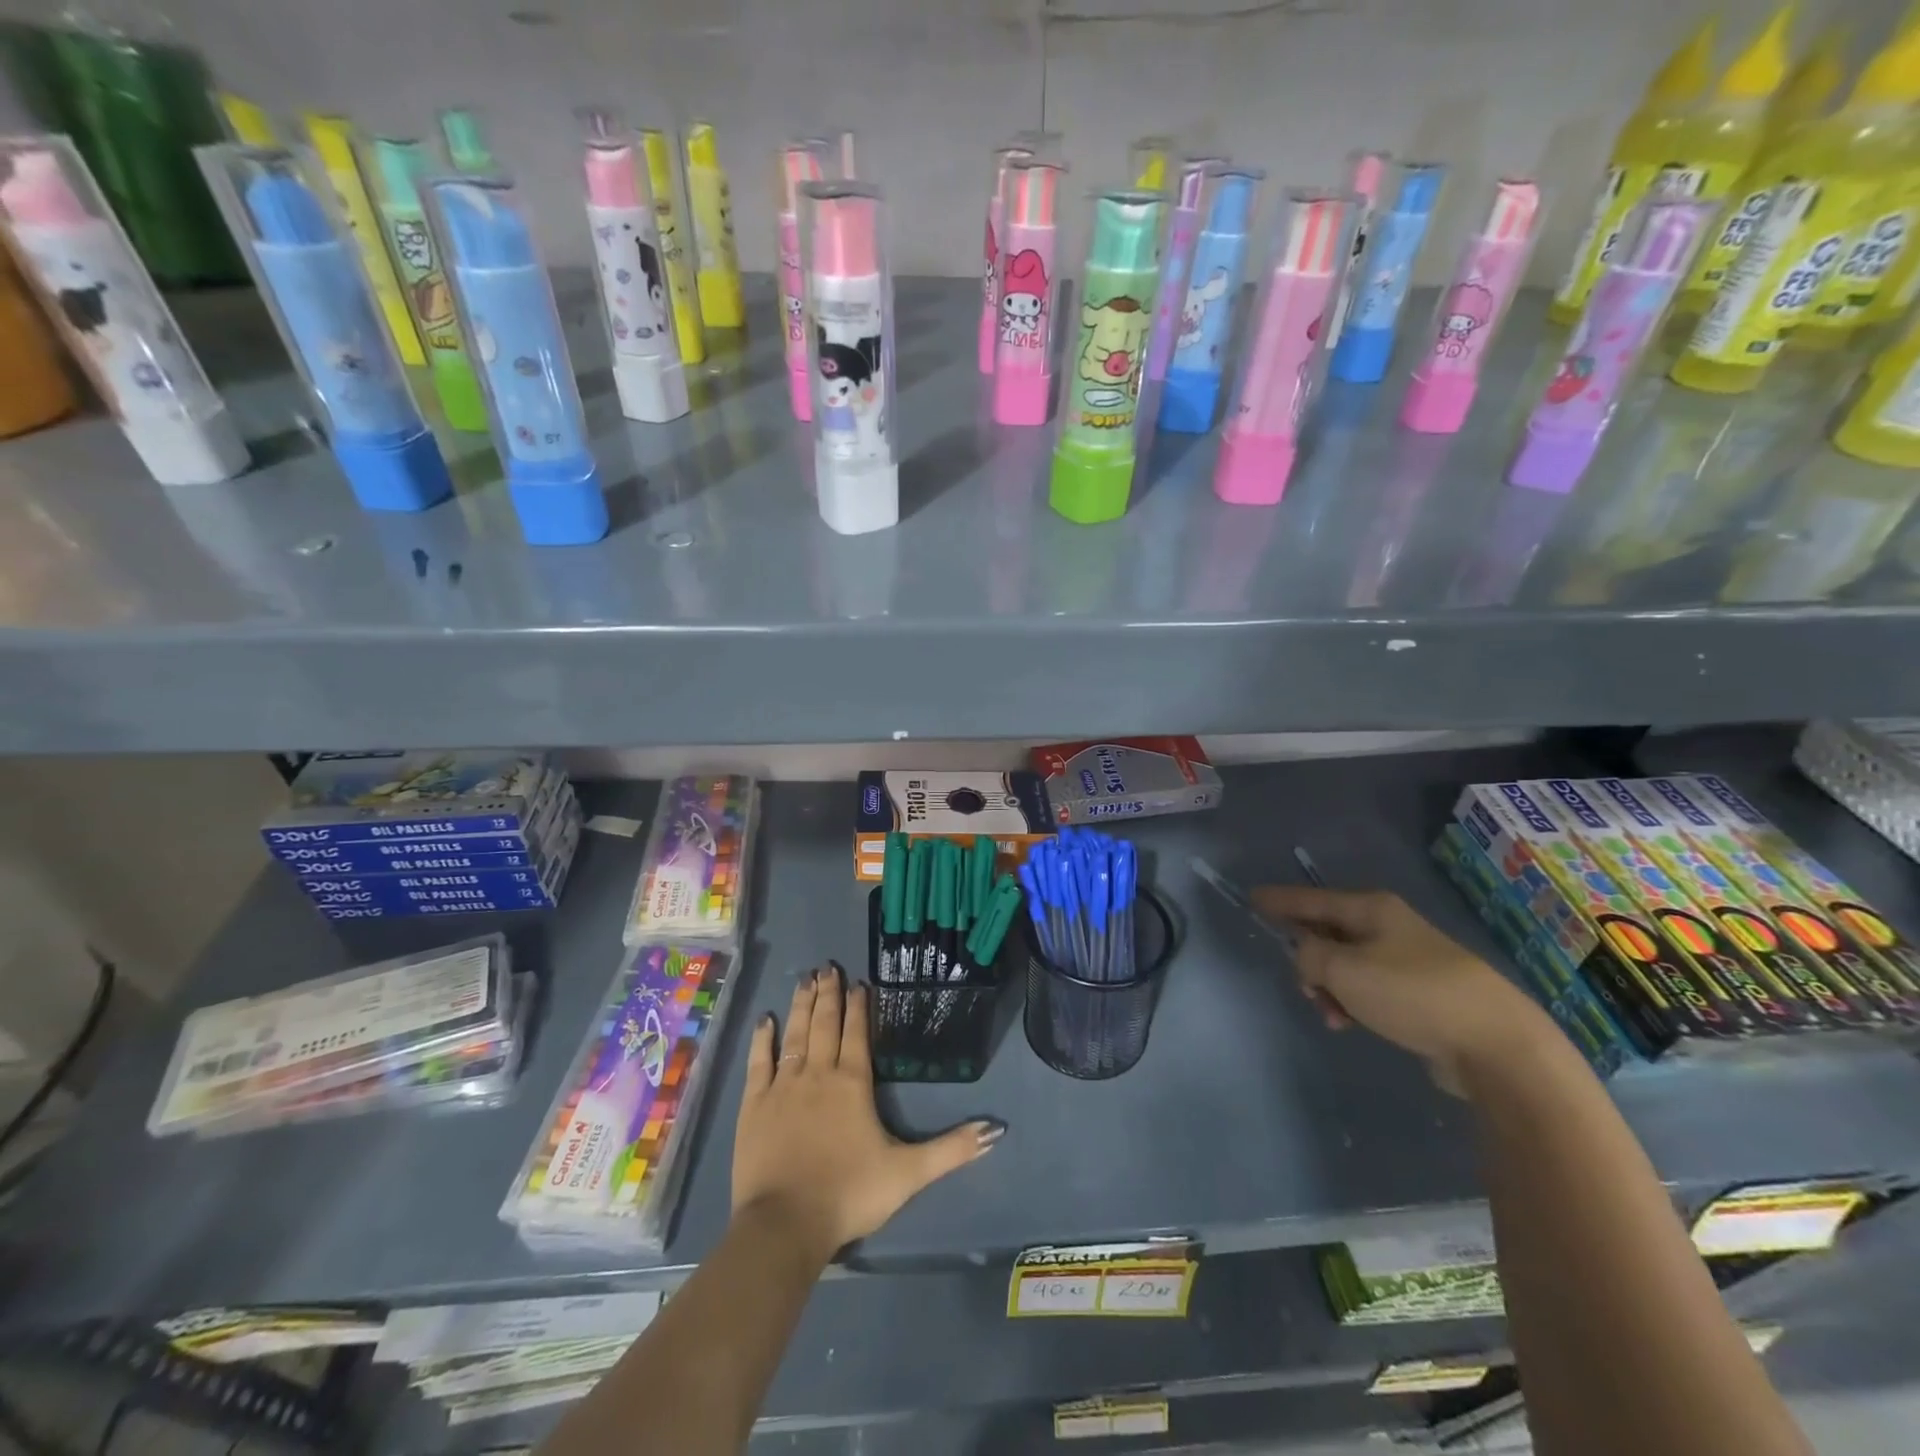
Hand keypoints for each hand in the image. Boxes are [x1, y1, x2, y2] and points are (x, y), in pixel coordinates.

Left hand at [733, 966, 1003, 1260]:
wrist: (785, 1225)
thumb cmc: (849, 1194)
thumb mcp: (909, 1173)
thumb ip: (952, 1149)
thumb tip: (996, 1129)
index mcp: (853, 1083)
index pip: (858, 1033)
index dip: (859, 1006)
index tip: (859, 982)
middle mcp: (818, 1073)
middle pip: (825, 1024)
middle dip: (829, 994)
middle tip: (829, 967)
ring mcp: (783, 1086)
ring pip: (795, 1034)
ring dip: (802, 1005)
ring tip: (806, 979)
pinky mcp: (754, 1104)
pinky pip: (759, 1061)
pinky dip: (763, 1038)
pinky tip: (766, 1020)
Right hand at [1250, 885, 1548, 1096]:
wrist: (1495, 1043)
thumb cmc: (1411, 994)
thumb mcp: (1343, 969)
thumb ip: (1309, 956)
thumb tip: (1307, 956)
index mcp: (1370, 909)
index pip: (1310, 898)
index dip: (1279, 900)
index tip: (1251, 897)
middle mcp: (1388, 926)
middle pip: (1327, 932)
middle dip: (1307, 958)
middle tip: (1302, 984)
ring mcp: (1407, 958)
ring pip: (1345, 964)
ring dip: (1329, 987)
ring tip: (1332, 1015)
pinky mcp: (1420, 992)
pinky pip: (1367, 987)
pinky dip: (1352, 1002)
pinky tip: (1351, 1024)